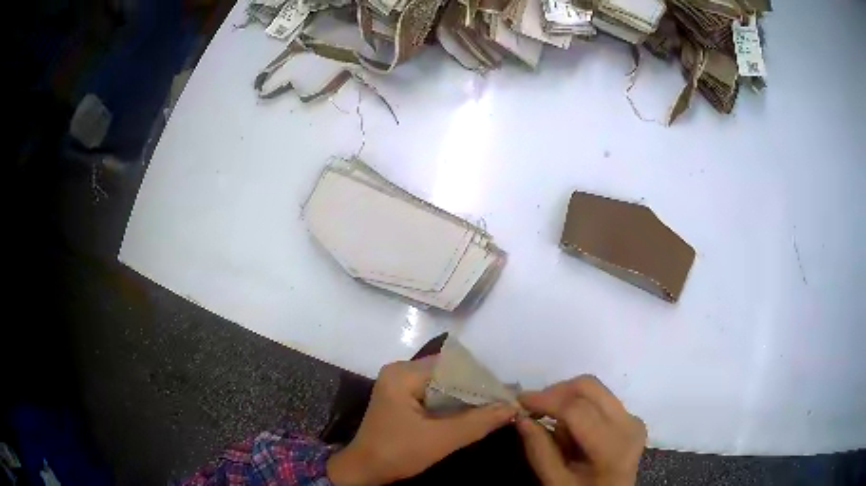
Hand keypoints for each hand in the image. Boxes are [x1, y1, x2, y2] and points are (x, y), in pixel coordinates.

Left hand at [327, 357, 516, 484]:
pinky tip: (472, 412)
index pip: (453, 366)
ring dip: (467, 396)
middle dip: (476, 388)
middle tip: (504, 401)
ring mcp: (400, 383)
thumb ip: (478, 422)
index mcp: (404, 374)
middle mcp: (401, 371)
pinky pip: (435, 392)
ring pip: (444, 383)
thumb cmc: (397, 453)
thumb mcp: (441, 439)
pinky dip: (454, 402)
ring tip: (495, 406)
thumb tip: (512, 407)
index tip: (506, 395)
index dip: (482, 380)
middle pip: (449, 372)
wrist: (364, 470)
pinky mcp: (402, 396)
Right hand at [516, 375, 645, 485]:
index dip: (545, 400)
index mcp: (613, 446)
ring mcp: (632, 418)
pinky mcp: (628, 417)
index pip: (576, 410)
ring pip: (594, 389)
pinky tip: (566, 424)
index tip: (518, 402)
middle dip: (555, 392)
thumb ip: (539, 450)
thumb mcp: (555, 482)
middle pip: (589, 388)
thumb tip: (520, 417)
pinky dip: (577, 404)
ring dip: (565, 397)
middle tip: (531, 406)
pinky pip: (599, 398)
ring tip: (547, 418)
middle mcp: (628, 423)